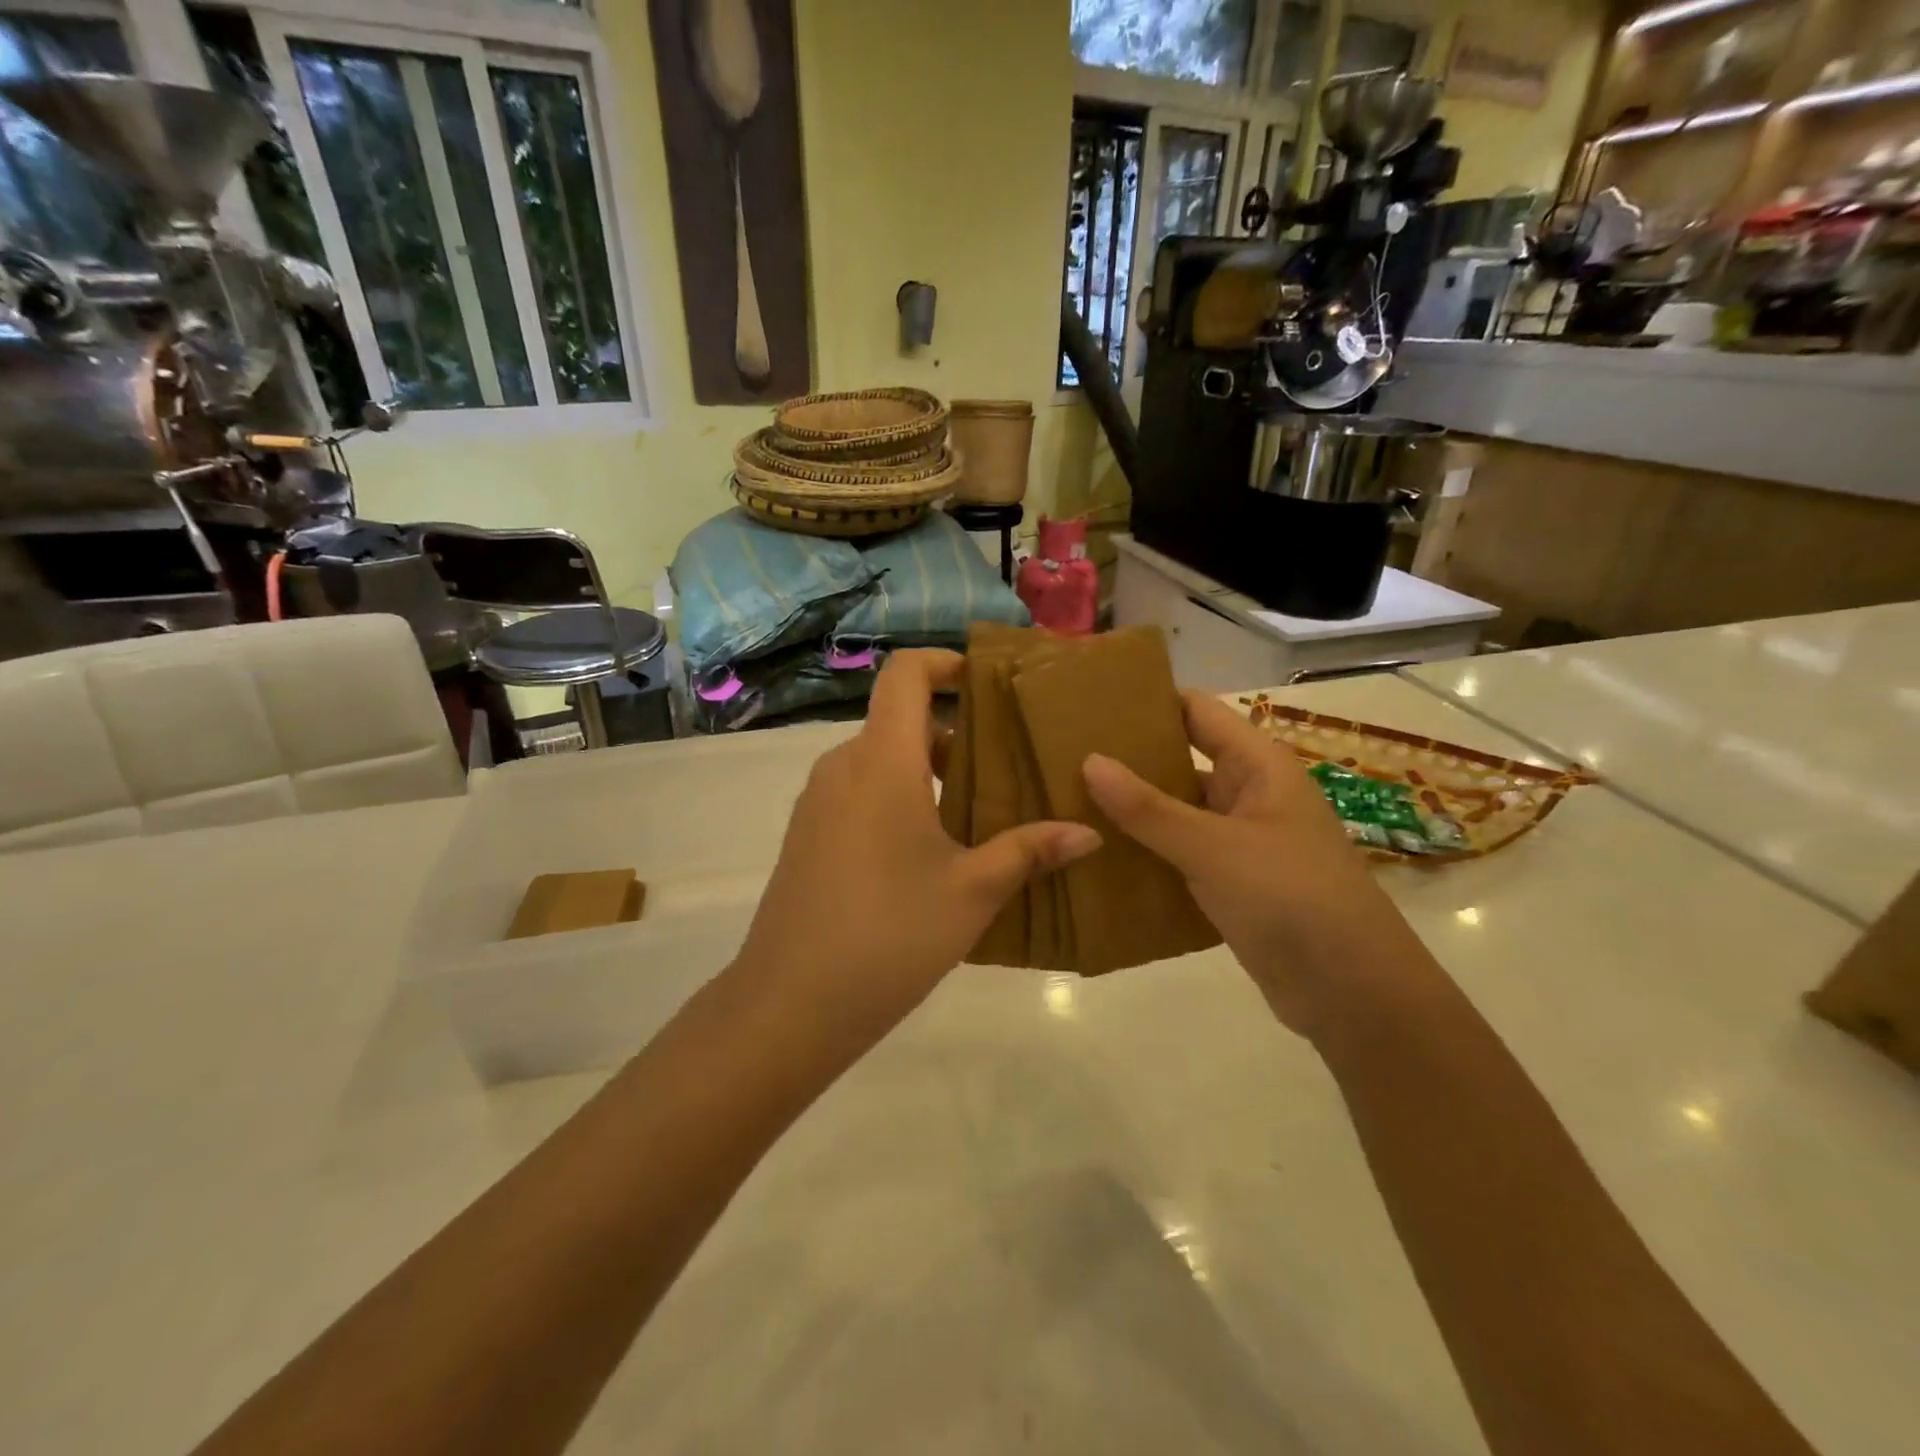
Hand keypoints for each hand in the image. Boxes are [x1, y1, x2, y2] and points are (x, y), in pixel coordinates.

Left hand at [730, 650, 1099, 1047]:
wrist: (789, 1004)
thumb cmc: (889, 935)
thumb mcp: (971, 892)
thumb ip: (1029, 851)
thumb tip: (1089, 832)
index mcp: (881, 761)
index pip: (905, 674)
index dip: (944, 662)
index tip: (987, 683)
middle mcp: (842, 767)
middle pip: (900, 720)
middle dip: (955, 734)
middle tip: (1009, 766)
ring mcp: (818, 802)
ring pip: (880, 761)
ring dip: (929, 772)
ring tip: (980, 814)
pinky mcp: (807, 836)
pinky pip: (859, 793)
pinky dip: (898, 798)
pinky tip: (930, 852)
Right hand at [1082, 692, 1424, 1038]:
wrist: (1351, 992)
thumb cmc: (1290, 898)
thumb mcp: (1213, 847)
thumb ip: (1148, 807)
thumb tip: (1089, 760)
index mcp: (1258, 766)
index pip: (1197, 711)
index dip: (1150, 701)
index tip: (1091, 702)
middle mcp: (1250, 795)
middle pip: (1182, 761)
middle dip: (1130, 759)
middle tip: (1064, 757)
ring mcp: (1241, 842)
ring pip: (1178, 812)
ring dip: (1134, 811)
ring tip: (1069, 803)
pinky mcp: (1232, 884)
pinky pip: (1181, 855)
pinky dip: (1147, 853)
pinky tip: (1101, 857)